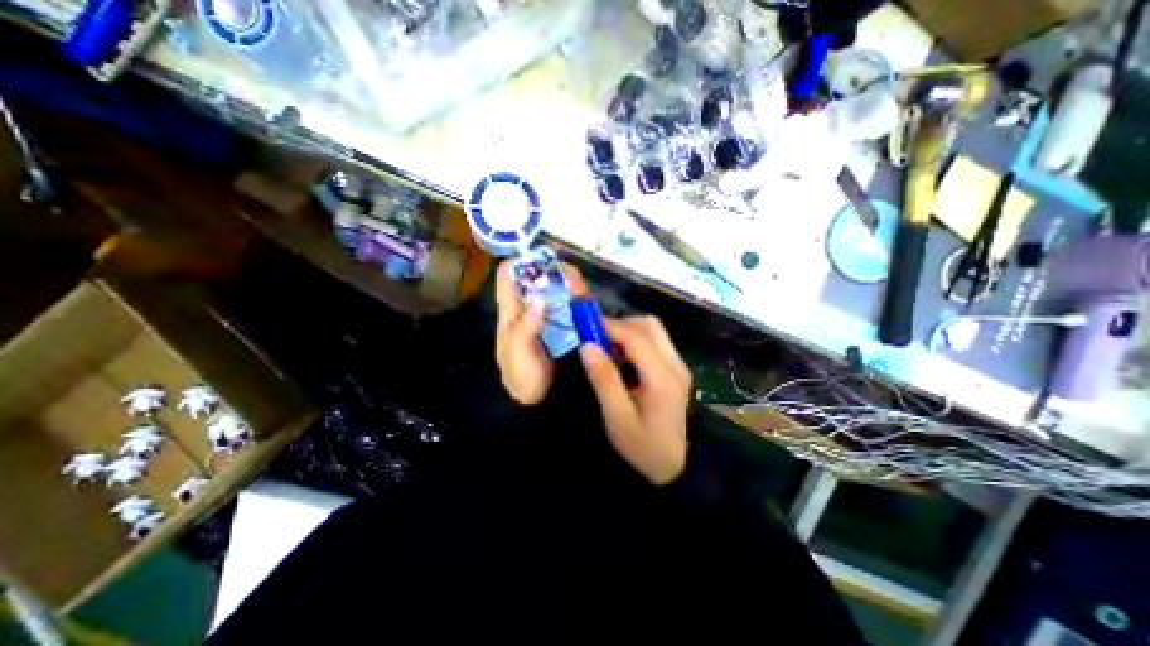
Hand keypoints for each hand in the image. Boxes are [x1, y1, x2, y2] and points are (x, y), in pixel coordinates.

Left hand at [494, 257, 588, 404]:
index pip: (509, 275)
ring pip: (559, 287)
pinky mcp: (565, 324)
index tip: (542, 260)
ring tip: (581, 292)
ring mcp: (549, 314)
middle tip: (571, 282)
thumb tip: (540, 298)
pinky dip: (581, 299)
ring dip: (571, 283)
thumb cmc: (521, 377)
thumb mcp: (517, 354)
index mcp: (511, 310)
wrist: (537, 400)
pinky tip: (587, 303)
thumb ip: (525, 328)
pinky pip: (574, 304)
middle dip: (555, 270)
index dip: (521, 262)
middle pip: (539, 276)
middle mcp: (530, 306)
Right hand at [580, 315, 686, 487]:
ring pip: (654, 330)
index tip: (585, 324)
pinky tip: (622, 357)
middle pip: (649, 325)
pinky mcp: (677, 370)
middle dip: (621, 325)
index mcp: (662, 377)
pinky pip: (656, 342)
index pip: (636, 337)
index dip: (610, 325)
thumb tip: (586, 345)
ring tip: (608, 347)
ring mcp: (679, 365)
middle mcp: (675, 364)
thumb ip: (603, 379)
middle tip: (596, 337)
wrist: (673, 466)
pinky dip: (636, 341)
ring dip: (629, 331)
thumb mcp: (617, 417)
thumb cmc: (642, 446)